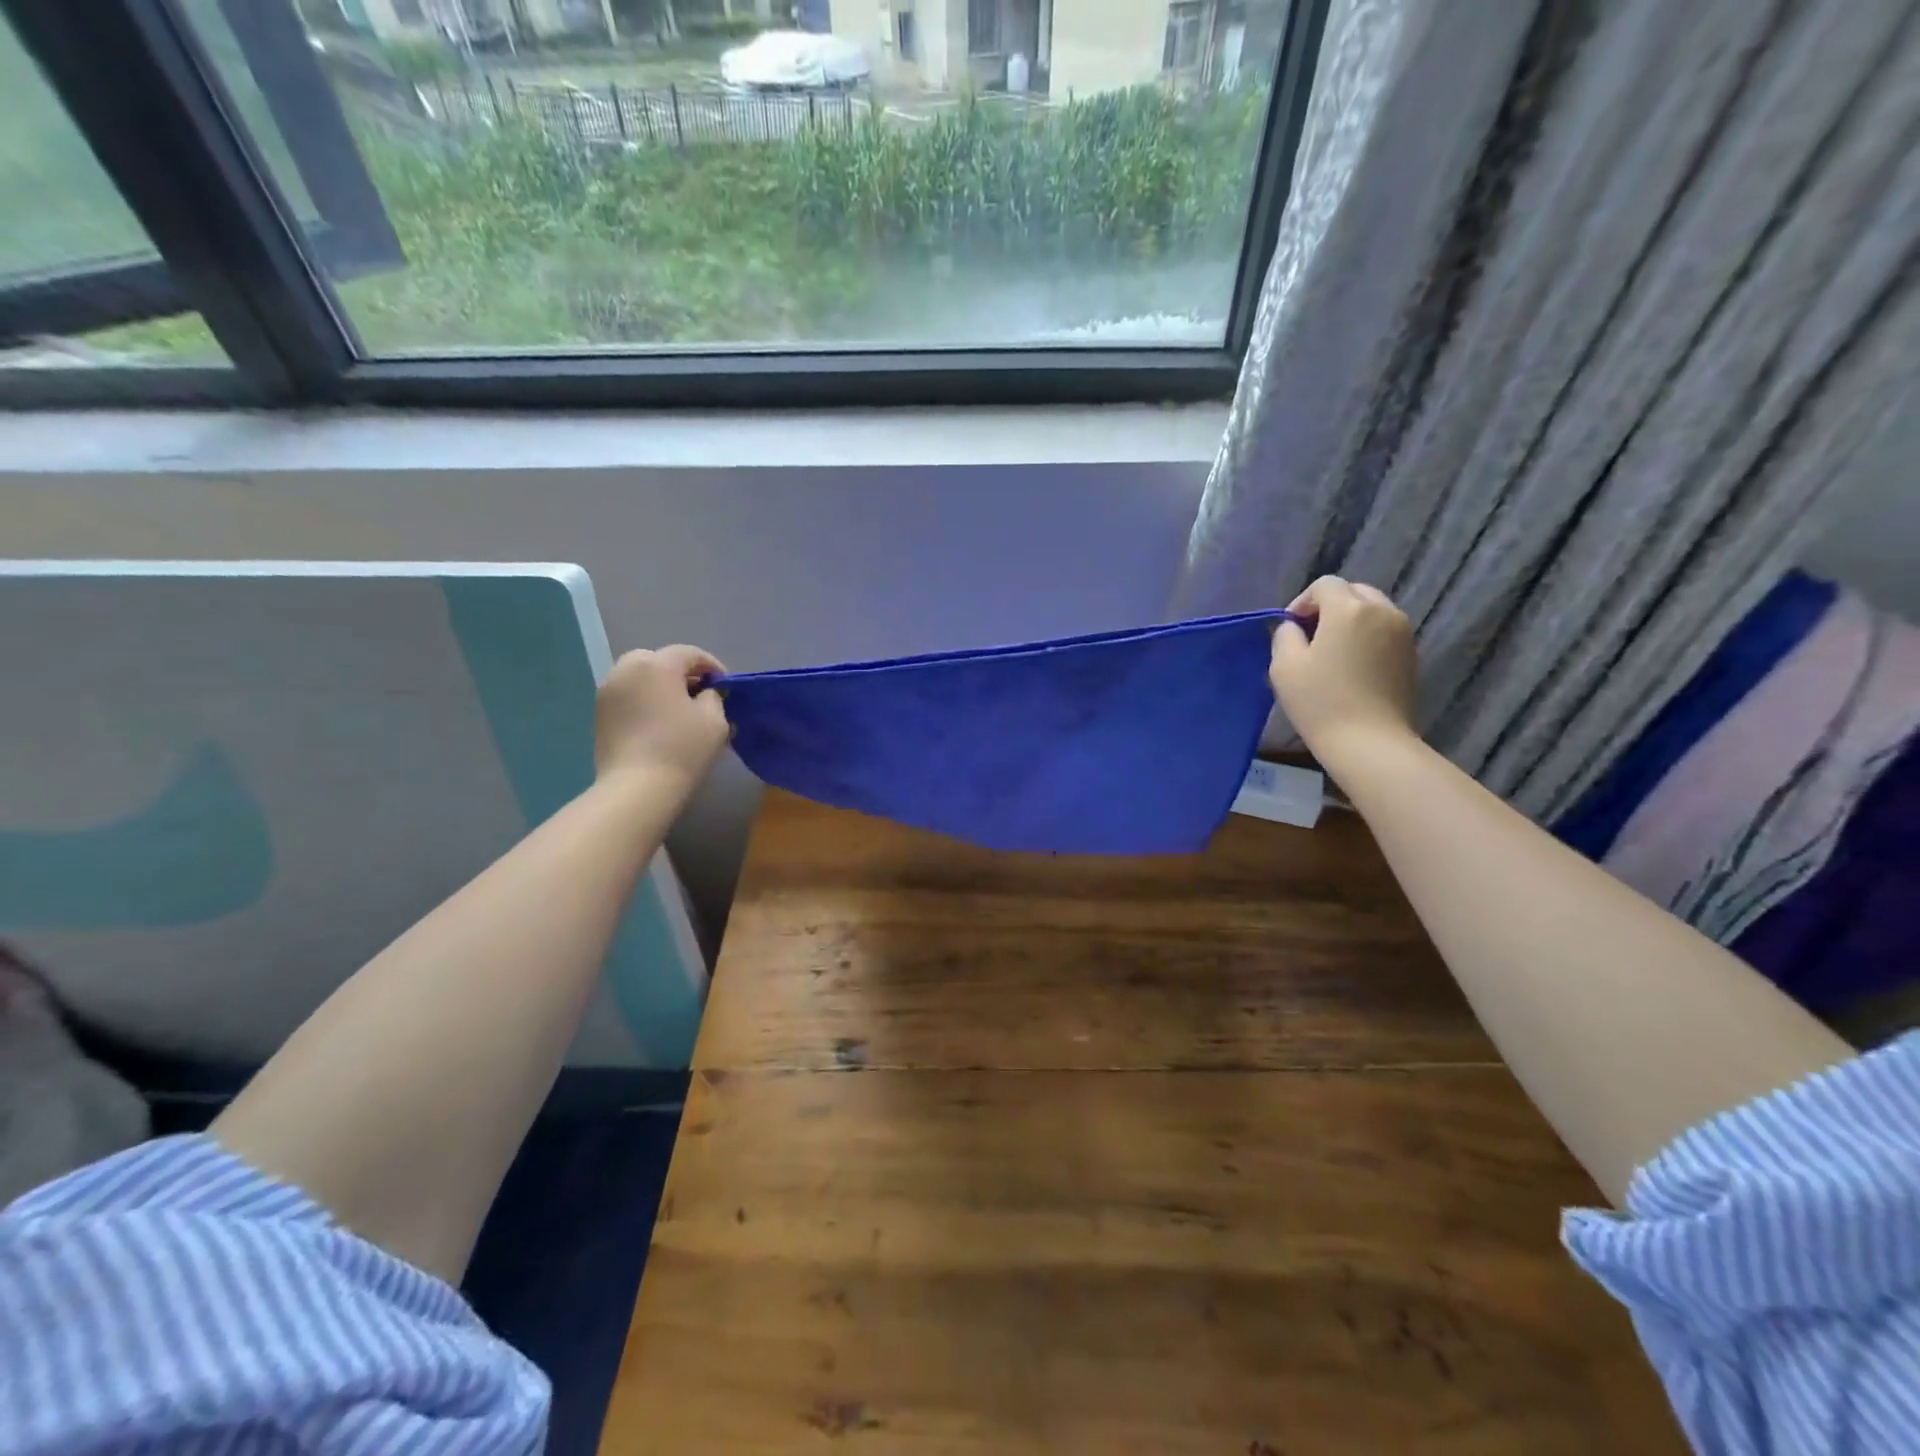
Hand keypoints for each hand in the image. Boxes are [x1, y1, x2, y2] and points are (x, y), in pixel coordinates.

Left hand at [594, 645, 730, 794]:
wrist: (636, 788)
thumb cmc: (682, 749)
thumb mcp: (715, 720)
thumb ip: (713, 697)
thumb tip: (705, 693)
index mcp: (657, 664)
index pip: (689, 653)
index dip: (712, 666)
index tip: (725, 685)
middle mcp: (626, 669)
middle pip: (658, 660)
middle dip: (681, 673)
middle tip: (699, 694)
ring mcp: (607, 691)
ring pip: (639, 677)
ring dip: (659, 686)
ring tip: (677, 709)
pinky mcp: (599, 713)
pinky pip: (627, 695)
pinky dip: (643, 700)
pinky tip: (657, 722)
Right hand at [1269, 577, 1417, 762]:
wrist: (1370, 742)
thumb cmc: (1320, 701)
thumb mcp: (1284, 666)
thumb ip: (1285, 635)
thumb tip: (1293, 627)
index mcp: (1349, 609)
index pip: (1325, 585)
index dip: (1302, 601)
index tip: (1291, 628)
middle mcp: (1382, 611)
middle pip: (1354, 592)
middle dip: (1330, 607)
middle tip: (1311, 637)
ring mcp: (1403, 633)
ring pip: (1373, 611)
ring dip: (1351, 621)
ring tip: (1332, 652)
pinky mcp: (1412, 655)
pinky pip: (1385, 632)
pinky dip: (1367, 638)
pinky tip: (1353, 668)